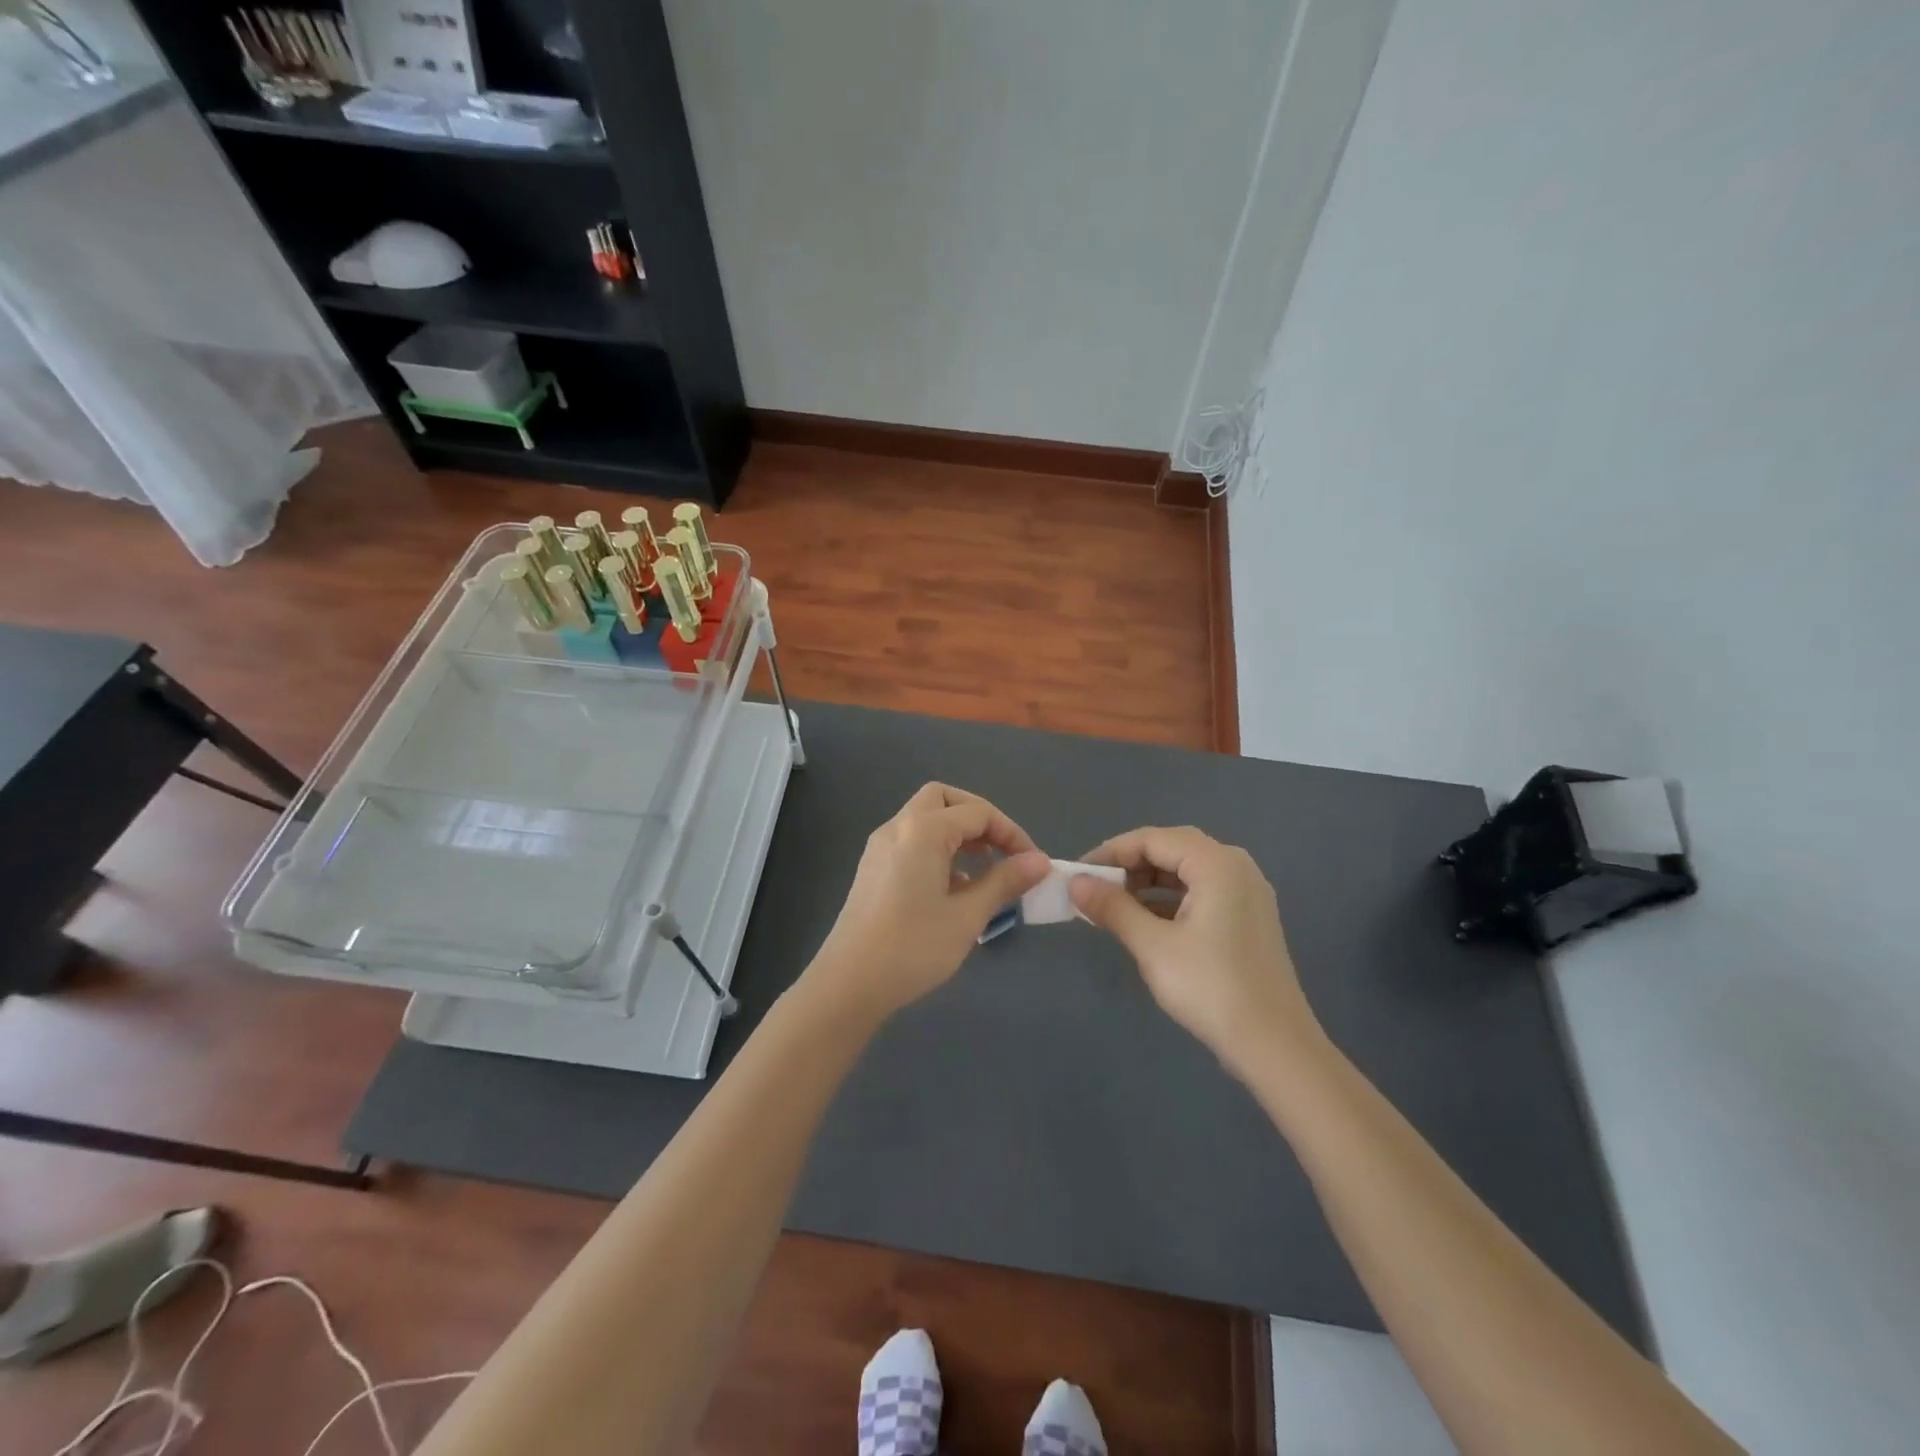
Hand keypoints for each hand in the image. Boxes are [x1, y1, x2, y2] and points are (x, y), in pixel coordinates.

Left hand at [807, 784, 1049, 1020]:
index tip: (1033, 865)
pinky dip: (938, 850)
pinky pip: (912, 842)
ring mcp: (880, 847)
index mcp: (923, 831)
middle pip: (945, 800)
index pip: (978, 812)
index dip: (1012, 834)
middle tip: (1003, 852)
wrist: (848, 984)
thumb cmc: (913, 948)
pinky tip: (954, 889)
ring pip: (926, 819)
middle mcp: (898, 827)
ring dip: (959, 834)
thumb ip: (1004, 882)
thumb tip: (1040, 861)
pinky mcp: (873, 868)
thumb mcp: (967, 916)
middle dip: (980, 819)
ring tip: (985, 873)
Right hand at [1070, 826, 1327, 1076]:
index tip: (1078, 875)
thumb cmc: (1210, 987)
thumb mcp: (1152, 945)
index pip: (1152, 839)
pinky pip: (1201, 893)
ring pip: (1186, 872)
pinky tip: (1145, 923)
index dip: (1110, 852)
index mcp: (1216, 864)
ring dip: (1147, 883)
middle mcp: (1236, 867)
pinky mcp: (1248, 919)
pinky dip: (1169, 900)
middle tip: (1094, 888)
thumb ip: (1112, 907)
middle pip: (1171, 848)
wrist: (1274, 1047)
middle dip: (1129, 865)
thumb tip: (1075, 882)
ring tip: (1113, 906)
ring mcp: (1246, 893)